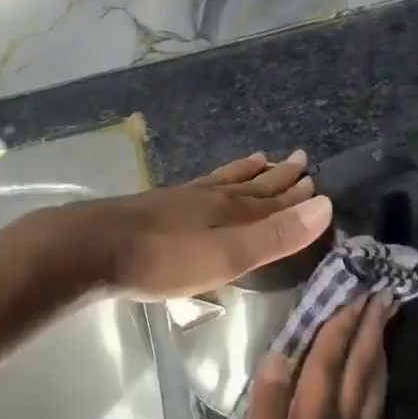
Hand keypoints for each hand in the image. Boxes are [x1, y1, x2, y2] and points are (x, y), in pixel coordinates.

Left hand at [69, 150, 332, 299]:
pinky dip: (214, 179)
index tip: (318, 181)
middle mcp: (210, 198)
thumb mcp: (226, 255)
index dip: (296, 195)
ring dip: (248, 174)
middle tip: (300, 160)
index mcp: (231, 211)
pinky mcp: (159, 207)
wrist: (92, 248)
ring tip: (262, 159)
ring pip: (225, 182)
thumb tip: (325, 204)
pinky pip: (199, 186)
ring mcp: (182, 200)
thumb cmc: (164, 259)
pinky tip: (206, 182)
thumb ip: (274, 235)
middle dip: (278, 177)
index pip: (274, 201)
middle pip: (252, 187)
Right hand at [235, 293, 396, 418]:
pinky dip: (377, 377)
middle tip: (383, 293)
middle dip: (370, 327)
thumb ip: (267, 408)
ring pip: (372, 384)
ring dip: (379, 348)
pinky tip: (376, 373)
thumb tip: (277, 354)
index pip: (328, 359)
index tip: (355, 289)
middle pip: (359, 366)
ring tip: (386, 322)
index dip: (340, 323)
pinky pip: (372, 404)